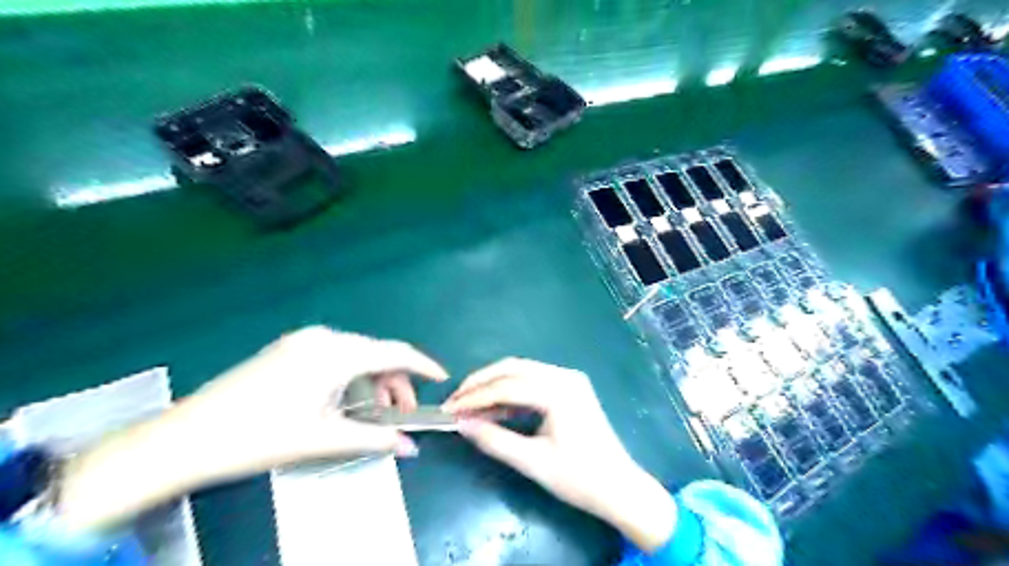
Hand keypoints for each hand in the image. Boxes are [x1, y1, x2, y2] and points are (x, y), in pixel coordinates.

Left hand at [58, 326, 444, 535]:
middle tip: (402, 415)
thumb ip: (375, 439)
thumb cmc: (262, 437)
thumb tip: (410, 447)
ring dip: (372, 382)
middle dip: (395, 383)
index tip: (442, 379)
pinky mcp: (289, 349)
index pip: (394, 353)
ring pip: (356, 356)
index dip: (422, 366)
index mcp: (336, 353)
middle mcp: (324, 337)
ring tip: (374, 414)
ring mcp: (303, 340)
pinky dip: (351, 377)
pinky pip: (335, 357)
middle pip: (376, 355)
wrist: (186, 437)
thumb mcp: (325, 439)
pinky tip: (347, 402)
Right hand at [445, 359, 673, 552]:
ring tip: (469, 403)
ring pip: (522, 371)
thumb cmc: (579, 478)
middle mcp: (564, 376)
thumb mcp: (533, 462)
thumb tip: (461, 424)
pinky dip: (511, 390)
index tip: (449, 408)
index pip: (507, 386)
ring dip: (495, 384)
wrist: (620, 487)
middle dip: (481, 382)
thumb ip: (494, 440)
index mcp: (559, 392)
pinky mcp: (570, 387)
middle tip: (456, 400)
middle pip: (513, 368)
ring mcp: (569, 379)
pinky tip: (495, 406)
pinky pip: (533, 380)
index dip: (475, 396)